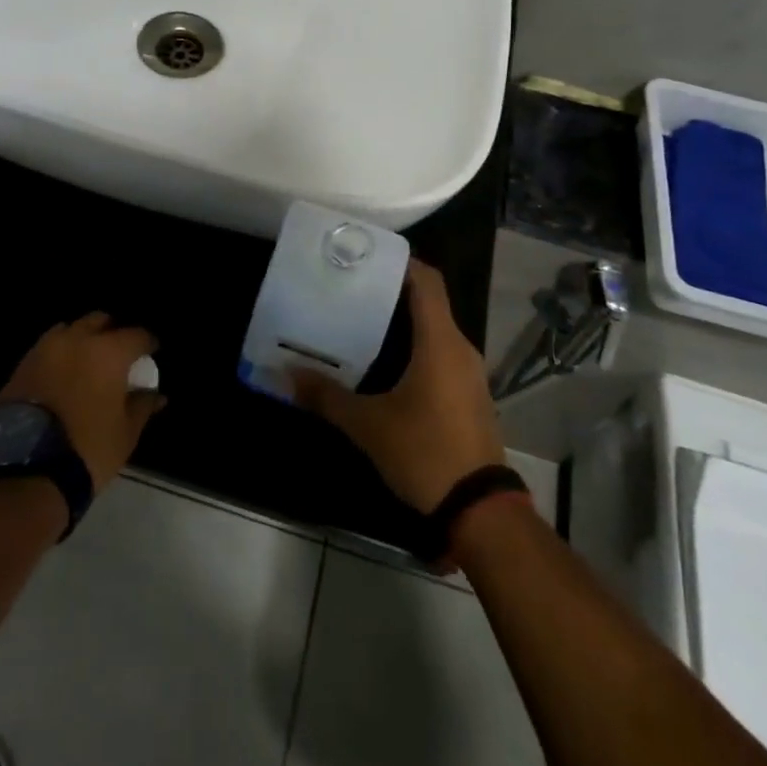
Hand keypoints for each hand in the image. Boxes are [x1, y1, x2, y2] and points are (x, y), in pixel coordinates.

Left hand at [0, 312, 165, 489]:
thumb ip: (142, 405)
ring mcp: (46, 349)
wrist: (25, 469)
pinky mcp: (22, 364)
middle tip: (118, 354)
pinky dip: (59, 354)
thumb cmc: (87, 448)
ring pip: (70, 330)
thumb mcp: (126, 432)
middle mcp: (77, 340)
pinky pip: (47, 348)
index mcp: (109, 351)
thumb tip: (156, 394)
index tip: (151, 353)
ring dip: (82, 339)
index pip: (137, 335)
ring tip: (87, 361)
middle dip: (112, 332)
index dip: (148, 343)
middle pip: (100, 321)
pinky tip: (63, 375)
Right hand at [292, 260, 505, 512]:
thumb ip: (326, 397)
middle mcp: (460, 348)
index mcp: (441, 342)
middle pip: (429, 302)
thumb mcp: (368, 426)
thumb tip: (286, 375)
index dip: (401, 261)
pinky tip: (386, 363)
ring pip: (435, 330)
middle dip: (392, 291)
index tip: (367, 255)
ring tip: (361, 320)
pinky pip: (441, 354)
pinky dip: (415, 346)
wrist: (481, 510)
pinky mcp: (470, 395)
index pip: (427, 281)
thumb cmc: (425, 452)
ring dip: (403, 321)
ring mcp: (469, 373)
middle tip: (351, 287)